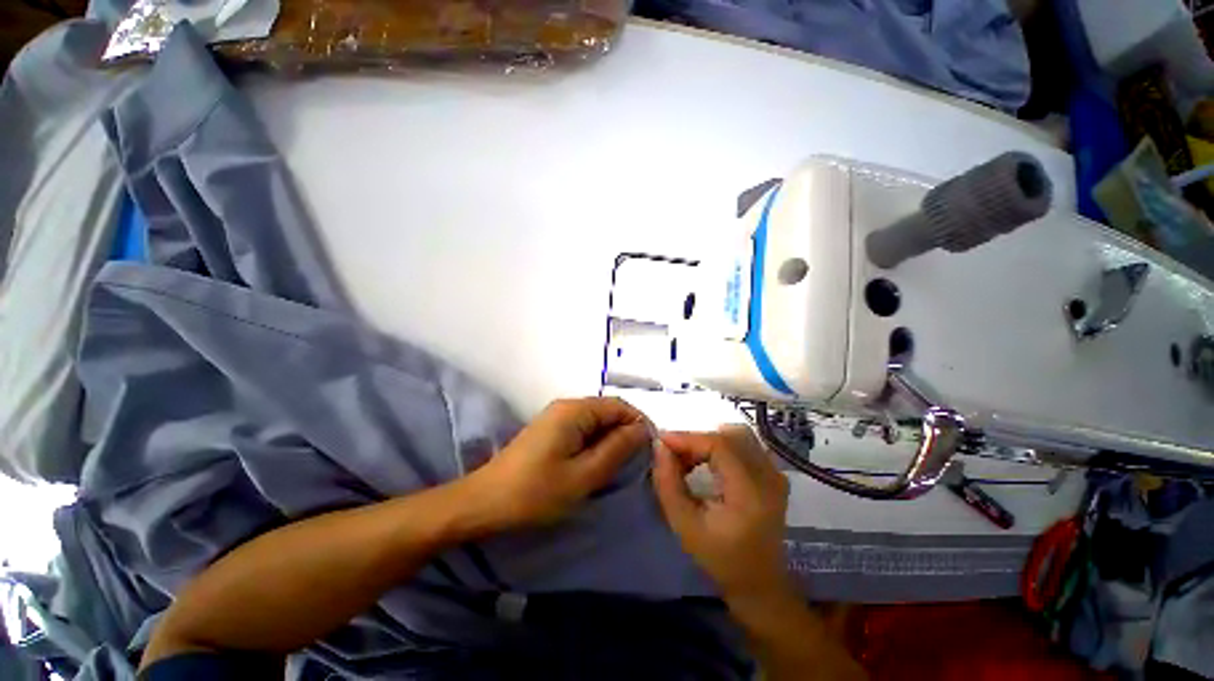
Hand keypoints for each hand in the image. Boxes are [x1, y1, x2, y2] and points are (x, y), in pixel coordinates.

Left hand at [469, 397, 648, 529]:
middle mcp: (567, 406)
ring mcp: (556, 417)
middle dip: (625, 432)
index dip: (639, 423)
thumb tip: (643, 430)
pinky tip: (596, 463)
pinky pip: (582, 429)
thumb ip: (617, 449)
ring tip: (619, 466)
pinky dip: (595, 443)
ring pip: (596, 421)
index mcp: (575, 410)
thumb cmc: (535, 492)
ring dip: (611, 439)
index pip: (619, 405)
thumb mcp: (583, 475)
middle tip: (637, 463)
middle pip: (608, 411)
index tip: (652, 450)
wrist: (484, 503)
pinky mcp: (550, 430)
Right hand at [652, 427, 790, 599]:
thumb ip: (668, 483)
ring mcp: (776, 473)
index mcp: (751, 493)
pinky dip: (721, 446)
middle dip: (696, 440)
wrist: (760, 584)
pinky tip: (707, 463)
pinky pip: (745, 444)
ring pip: (737, 435)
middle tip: (674, 456)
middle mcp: (769, 477)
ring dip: (709, 441)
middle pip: (729, 436)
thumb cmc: (720, 559)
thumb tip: (660, 446)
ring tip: (690, 460)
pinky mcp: (775, 474)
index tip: (661, 441)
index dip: (688, 438)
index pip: (720, 446)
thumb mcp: (684, 525)